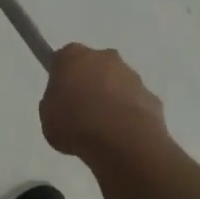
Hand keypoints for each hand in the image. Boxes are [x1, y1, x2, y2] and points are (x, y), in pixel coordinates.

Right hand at [39, 43, 167, 160]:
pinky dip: (129, 116)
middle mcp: (104, 57)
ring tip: (102, 130)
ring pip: (116, 84)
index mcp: (73, 56)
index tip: (59, 97)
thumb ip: (54, 105)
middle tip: (80, 113)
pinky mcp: (151, 96)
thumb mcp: (48, 118)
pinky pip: (134, 103)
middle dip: (89, 85)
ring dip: (110, 100)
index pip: (63, 59)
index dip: (61, 78)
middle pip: (93, 67)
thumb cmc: (75, 125)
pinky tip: (121, 137)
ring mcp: (131, 75)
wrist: (122, 142)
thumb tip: (64, 105)